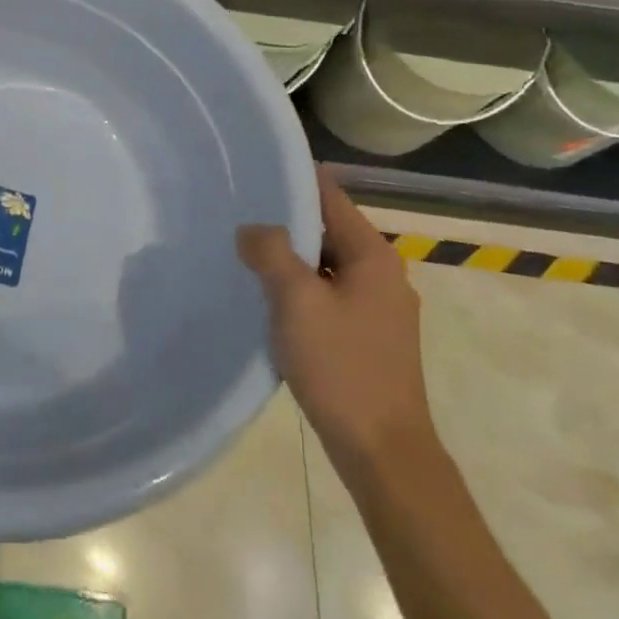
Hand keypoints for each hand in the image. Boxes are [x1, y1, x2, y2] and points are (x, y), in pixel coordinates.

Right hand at [237, 169, 436, 483]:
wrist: (382, 450)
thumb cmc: (341, 367)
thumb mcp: (297, 301)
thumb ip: (271, 253)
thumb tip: (252, 229)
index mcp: (373, 256)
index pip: (331, 197)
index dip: (293, 179)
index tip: (253, 168)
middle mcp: (382, 274)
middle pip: (328, 230)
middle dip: (285, 221)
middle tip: (236, 212)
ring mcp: (378, 308)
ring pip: (325, 265)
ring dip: (290, 258)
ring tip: (243, 251)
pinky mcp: (368, 336)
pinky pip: (328, 294)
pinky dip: (299, 288)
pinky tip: (267, 298)